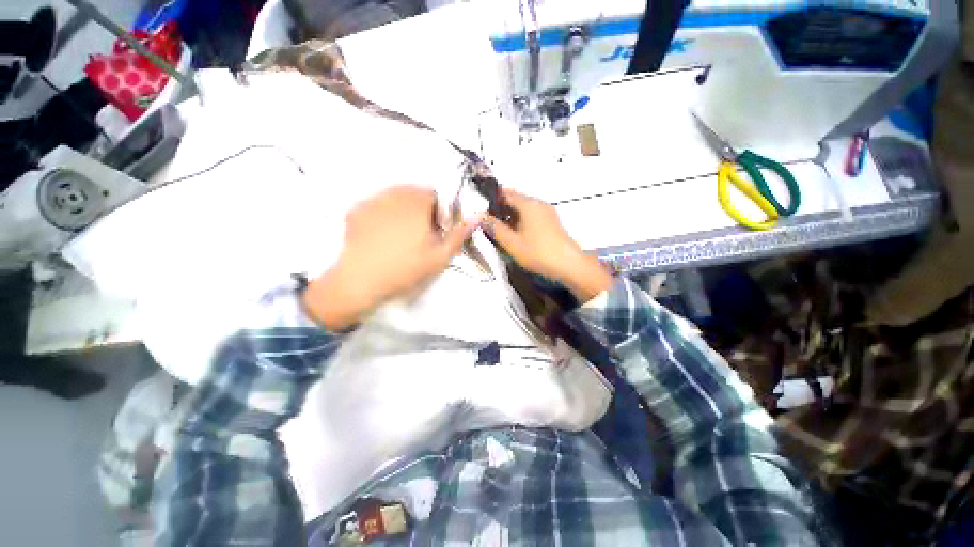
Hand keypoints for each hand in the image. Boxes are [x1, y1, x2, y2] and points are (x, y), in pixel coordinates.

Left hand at [302, 186, 478, 329]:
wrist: (361, 280)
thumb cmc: (406, 268)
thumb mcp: (440, 255)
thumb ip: (460, 234)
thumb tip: (478, 216)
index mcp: (417, 202)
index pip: (435, 194)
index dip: (440, 212)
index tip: (437, 230)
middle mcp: (394, 194)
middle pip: (415, 193)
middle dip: (422, 210)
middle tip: (421, 235)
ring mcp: (372, 200)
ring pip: (395, 197)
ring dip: (403, 210)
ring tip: (401, 235)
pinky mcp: (356, 210)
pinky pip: (377, 205)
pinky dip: (384, 215)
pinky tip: (381, 236)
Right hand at [485, 189, 611, 300]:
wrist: (569, 265)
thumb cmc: (538, 252)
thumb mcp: (512, 243)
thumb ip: (495, 228)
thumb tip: (480, 217)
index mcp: (528, 204)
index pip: (505, 193)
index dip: (491, 200)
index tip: (481, 211)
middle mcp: (538, 203)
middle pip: (515, 200)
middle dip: (500, 210)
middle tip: (488, 223)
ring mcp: (547, 212)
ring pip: (523, 209)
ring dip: (510, 217)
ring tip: (500, 231)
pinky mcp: (551, 222)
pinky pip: (531, 216)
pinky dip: (521, 221)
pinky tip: (516, 235)